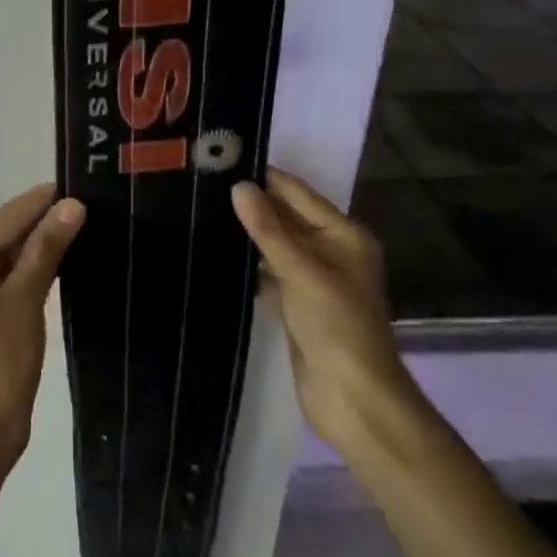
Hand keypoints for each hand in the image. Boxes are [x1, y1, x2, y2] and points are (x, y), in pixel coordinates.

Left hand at [0, 185, 85, 462]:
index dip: (45, 199)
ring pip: (14, 252)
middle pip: (9, 231)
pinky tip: (68, 254)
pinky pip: (14, 273)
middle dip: (47, 218)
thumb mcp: (25, 299)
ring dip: (45, 240)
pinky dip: (38, 265)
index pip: (9, 216)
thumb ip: (46, 248)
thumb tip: (72, 204)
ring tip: (88, 220)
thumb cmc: (0, 361)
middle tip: (94, 199)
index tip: (83, 179)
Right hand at [231, 170, 415, 449]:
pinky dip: (251, 265)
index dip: (265, 178)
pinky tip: (219, 255)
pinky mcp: (299, 306)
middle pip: (288, 218)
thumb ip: (268, 228)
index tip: (223, 160)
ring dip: (249, 235)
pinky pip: (271, 273)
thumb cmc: (336, 324)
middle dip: (253, 205)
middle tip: (205, 186)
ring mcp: (315, 280)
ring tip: (203, 213)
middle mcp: (333, 251)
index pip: (298, 194)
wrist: (352, 396)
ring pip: (277, 246)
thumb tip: (239, 186)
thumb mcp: (302, 270)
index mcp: (345, 235)